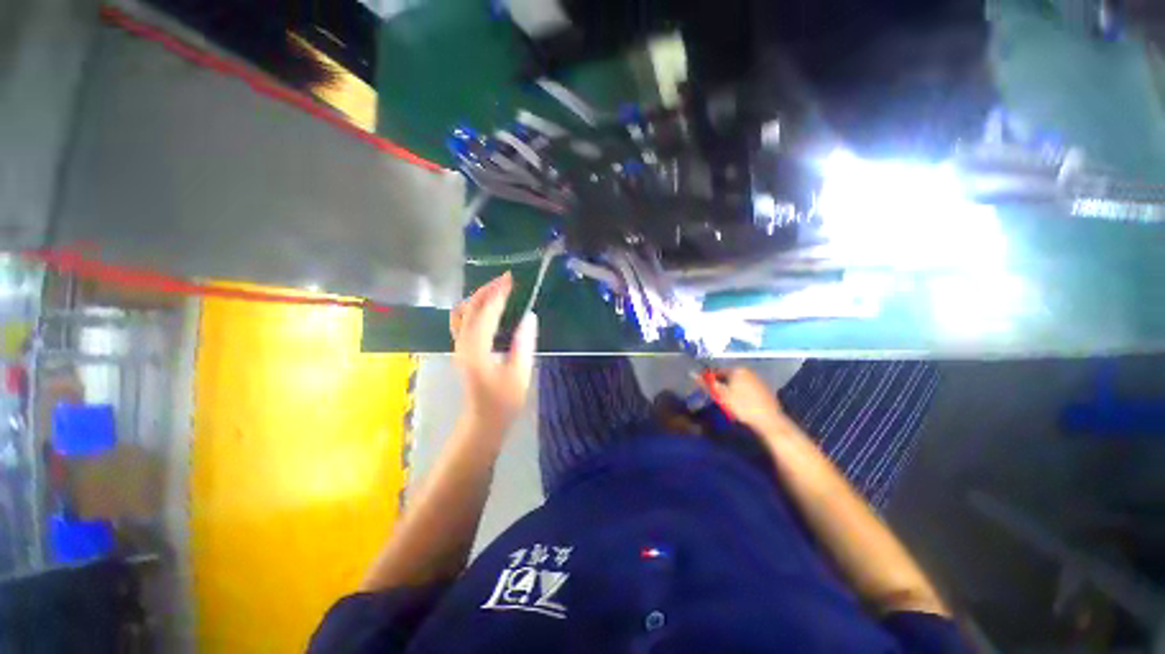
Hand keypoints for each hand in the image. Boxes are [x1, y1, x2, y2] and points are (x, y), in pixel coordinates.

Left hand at [449, 273, 537, 431]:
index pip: (486, 312)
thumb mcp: (520, 373)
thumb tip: (530, 316)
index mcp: (477, 348)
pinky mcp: (461, 349)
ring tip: (497, 289)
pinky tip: (488, 307)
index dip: (498, 294)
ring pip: (463, 312)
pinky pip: (463, 320)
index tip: (510, 279)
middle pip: (470, 308)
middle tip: (506, 279)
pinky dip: (474, 307)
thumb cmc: (504, 401)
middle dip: (487, 290)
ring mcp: (459, 346)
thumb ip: (524, 343)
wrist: (483, 421)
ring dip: (478, 297)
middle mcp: (463, 343)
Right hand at [698, 367, 792, 433]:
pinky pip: (747, 389)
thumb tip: (692, 373)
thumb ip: (707, 383)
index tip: (703, 390)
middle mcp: (749, 371)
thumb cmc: (742, 407)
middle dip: (720, 384)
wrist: (769, 423)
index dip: (708, 380)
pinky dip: (740, 394)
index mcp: (737, 369)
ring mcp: (758, 380)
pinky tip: (739, 405)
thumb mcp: (721, 395)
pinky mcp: (765, 391)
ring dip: (730, 389)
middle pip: (728, 376)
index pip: (717, 371)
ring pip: (738, 383)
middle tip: (714, 397)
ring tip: (725, 402)